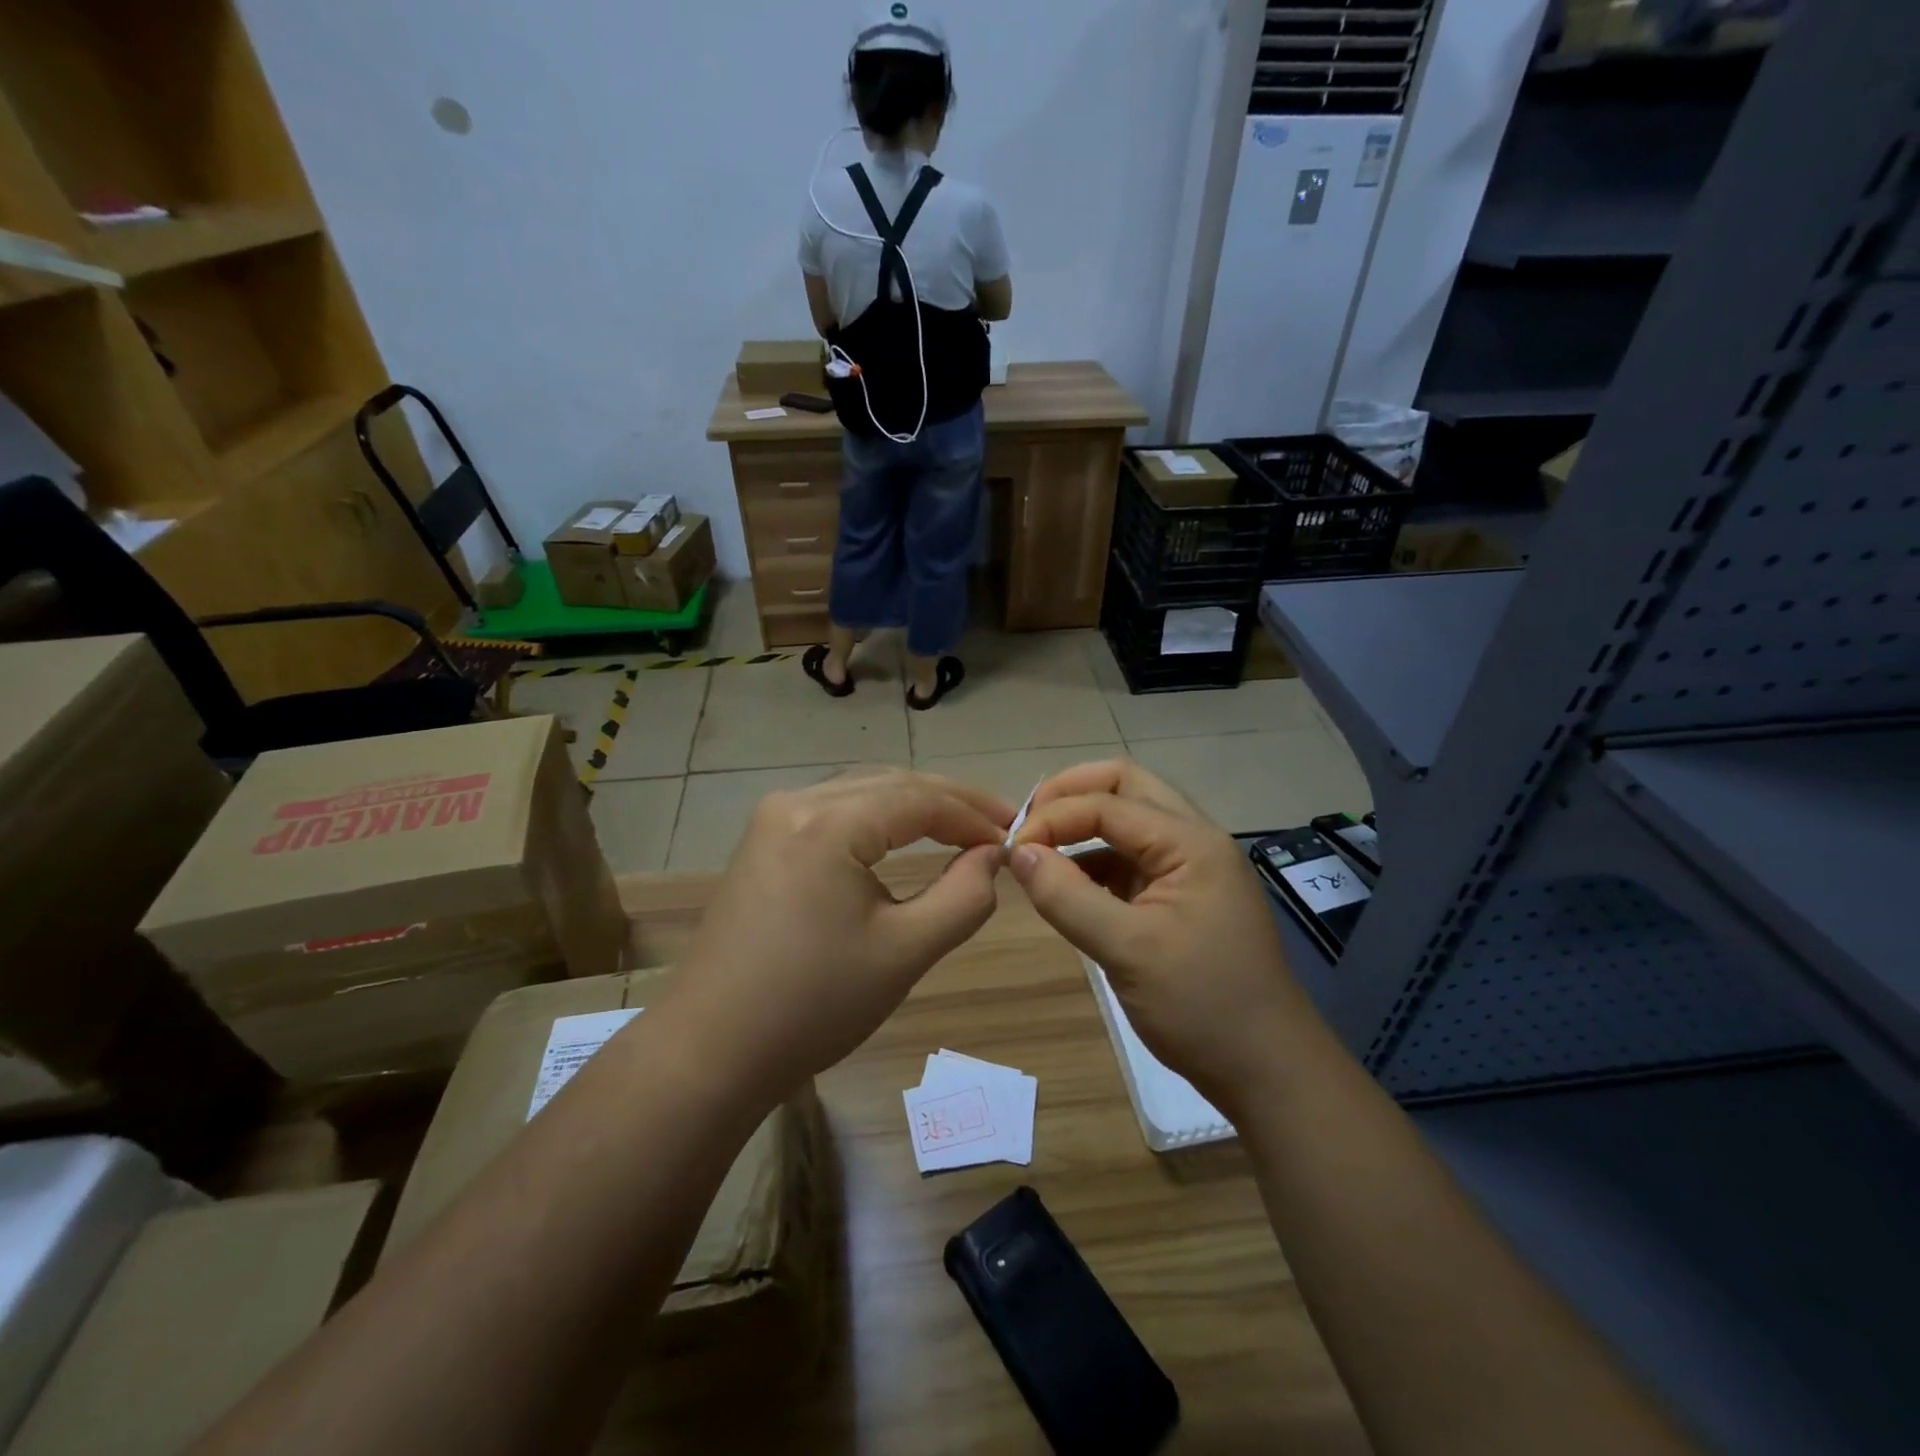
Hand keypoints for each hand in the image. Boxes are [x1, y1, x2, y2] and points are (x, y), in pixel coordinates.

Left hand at [671, 768, 1013, 1099]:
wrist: (711, 1050)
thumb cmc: (813, 1004)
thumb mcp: (905, 952)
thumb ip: (963, 897)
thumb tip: (992, 856)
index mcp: (827, 822)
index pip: (920, 798)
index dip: (974, 814)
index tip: (1016, 835)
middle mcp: (795, 803)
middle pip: (890, 783)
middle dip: (949, 801)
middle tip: (999, 825)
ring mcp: (772, 820)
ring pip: (861, 791)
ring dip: (914, 804)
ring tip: (962, 826)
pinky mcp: (763, 842)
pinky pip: (835, 810)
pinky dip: (879, 817)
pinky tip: (903, 834)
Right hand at [1008, 761, 1314, 1116]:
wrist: (1266, 1070)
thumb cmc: (1202, 1006)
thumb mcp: (1127, 950)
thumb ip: (1068, 896)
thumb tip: (1017, 853)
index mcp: (1190, 841)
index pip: (1109, 802)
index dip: (1054, 816)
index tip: (1012, 851)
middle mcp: (1193, 840)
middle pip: (1126, 787)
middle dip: (1072, 795)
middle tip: (1028, 823)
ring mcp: (1189, 868)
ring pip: (1128, 821)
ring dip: (1083, 825)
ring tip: (1039, 851)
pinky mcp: (1180, 897)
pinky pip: (1130, 859)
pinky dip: (1094, 861)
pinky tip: (1067, 885)